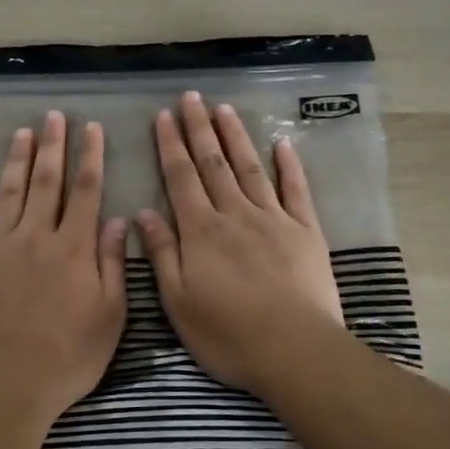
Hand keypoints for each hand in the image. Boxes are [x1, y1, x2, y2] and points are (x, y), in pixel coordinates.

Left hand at [0, 111, 128, 418]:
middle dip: (52, 146)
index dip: (90, 156)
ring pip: (9, 192)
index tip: (92, 129)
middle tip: (53, 116)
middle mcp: (36, 237)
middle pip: (46, 181)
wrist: (8, 382)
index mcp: (73, 248)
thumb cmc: (69, 356)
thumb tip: (118, 220)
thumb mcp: (110, 316)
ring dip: (16, 160)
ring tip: (21, 133)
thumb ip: (112, 264)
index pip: (86, 191)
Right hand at [135, 92, 343, 393]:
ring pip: (250, 168)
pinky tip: (282, 143)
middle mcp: (234, 214)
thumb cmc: (227, 333)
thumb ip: (162, 253)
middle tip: (191, 97)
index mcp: (201, 230)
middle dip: (199, 128)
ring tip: (224, 109)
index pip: (181, 177)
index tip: (163, 116)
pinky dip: (289, 165)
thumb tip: (143, 212)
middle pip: (213, 163)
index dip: (170, 145)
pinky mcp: (306, 231)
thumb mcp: (178, 301)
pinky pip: (296, 190)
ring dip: (235, 137)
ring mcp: (273, 219)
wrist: (294, 351)